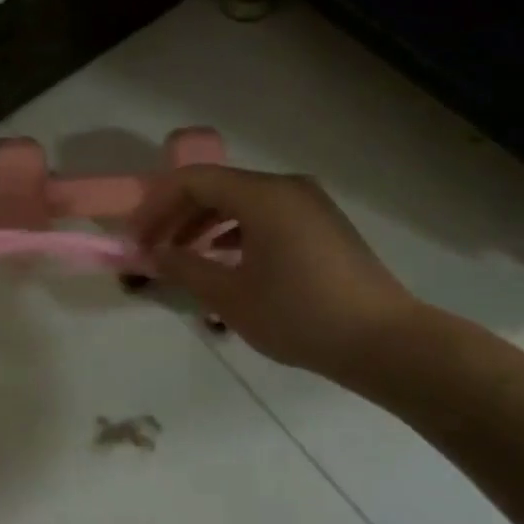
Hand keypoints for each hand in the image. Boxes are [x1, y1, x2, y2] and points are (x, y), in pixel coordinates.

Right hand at [134, 165, 428, 384]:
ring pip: (241, 201)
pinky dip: (237, 231)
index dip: (157, 206)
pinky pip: (266, 215)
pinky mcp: (322, 224)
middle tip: (154, 249)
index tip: (137, 238)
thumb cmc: (301, 316)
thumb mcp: (231, 297)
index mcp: (262, 195)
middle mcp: (286, 187)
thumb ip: (186, 268)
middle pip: (217, 187)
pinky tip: (226, 261)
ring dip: (206, 225)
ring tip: (185, 257)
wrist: (386, 342)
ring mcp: (309, 203)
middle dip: (178, 216)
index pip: (192, 181)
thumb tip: (155, 254)